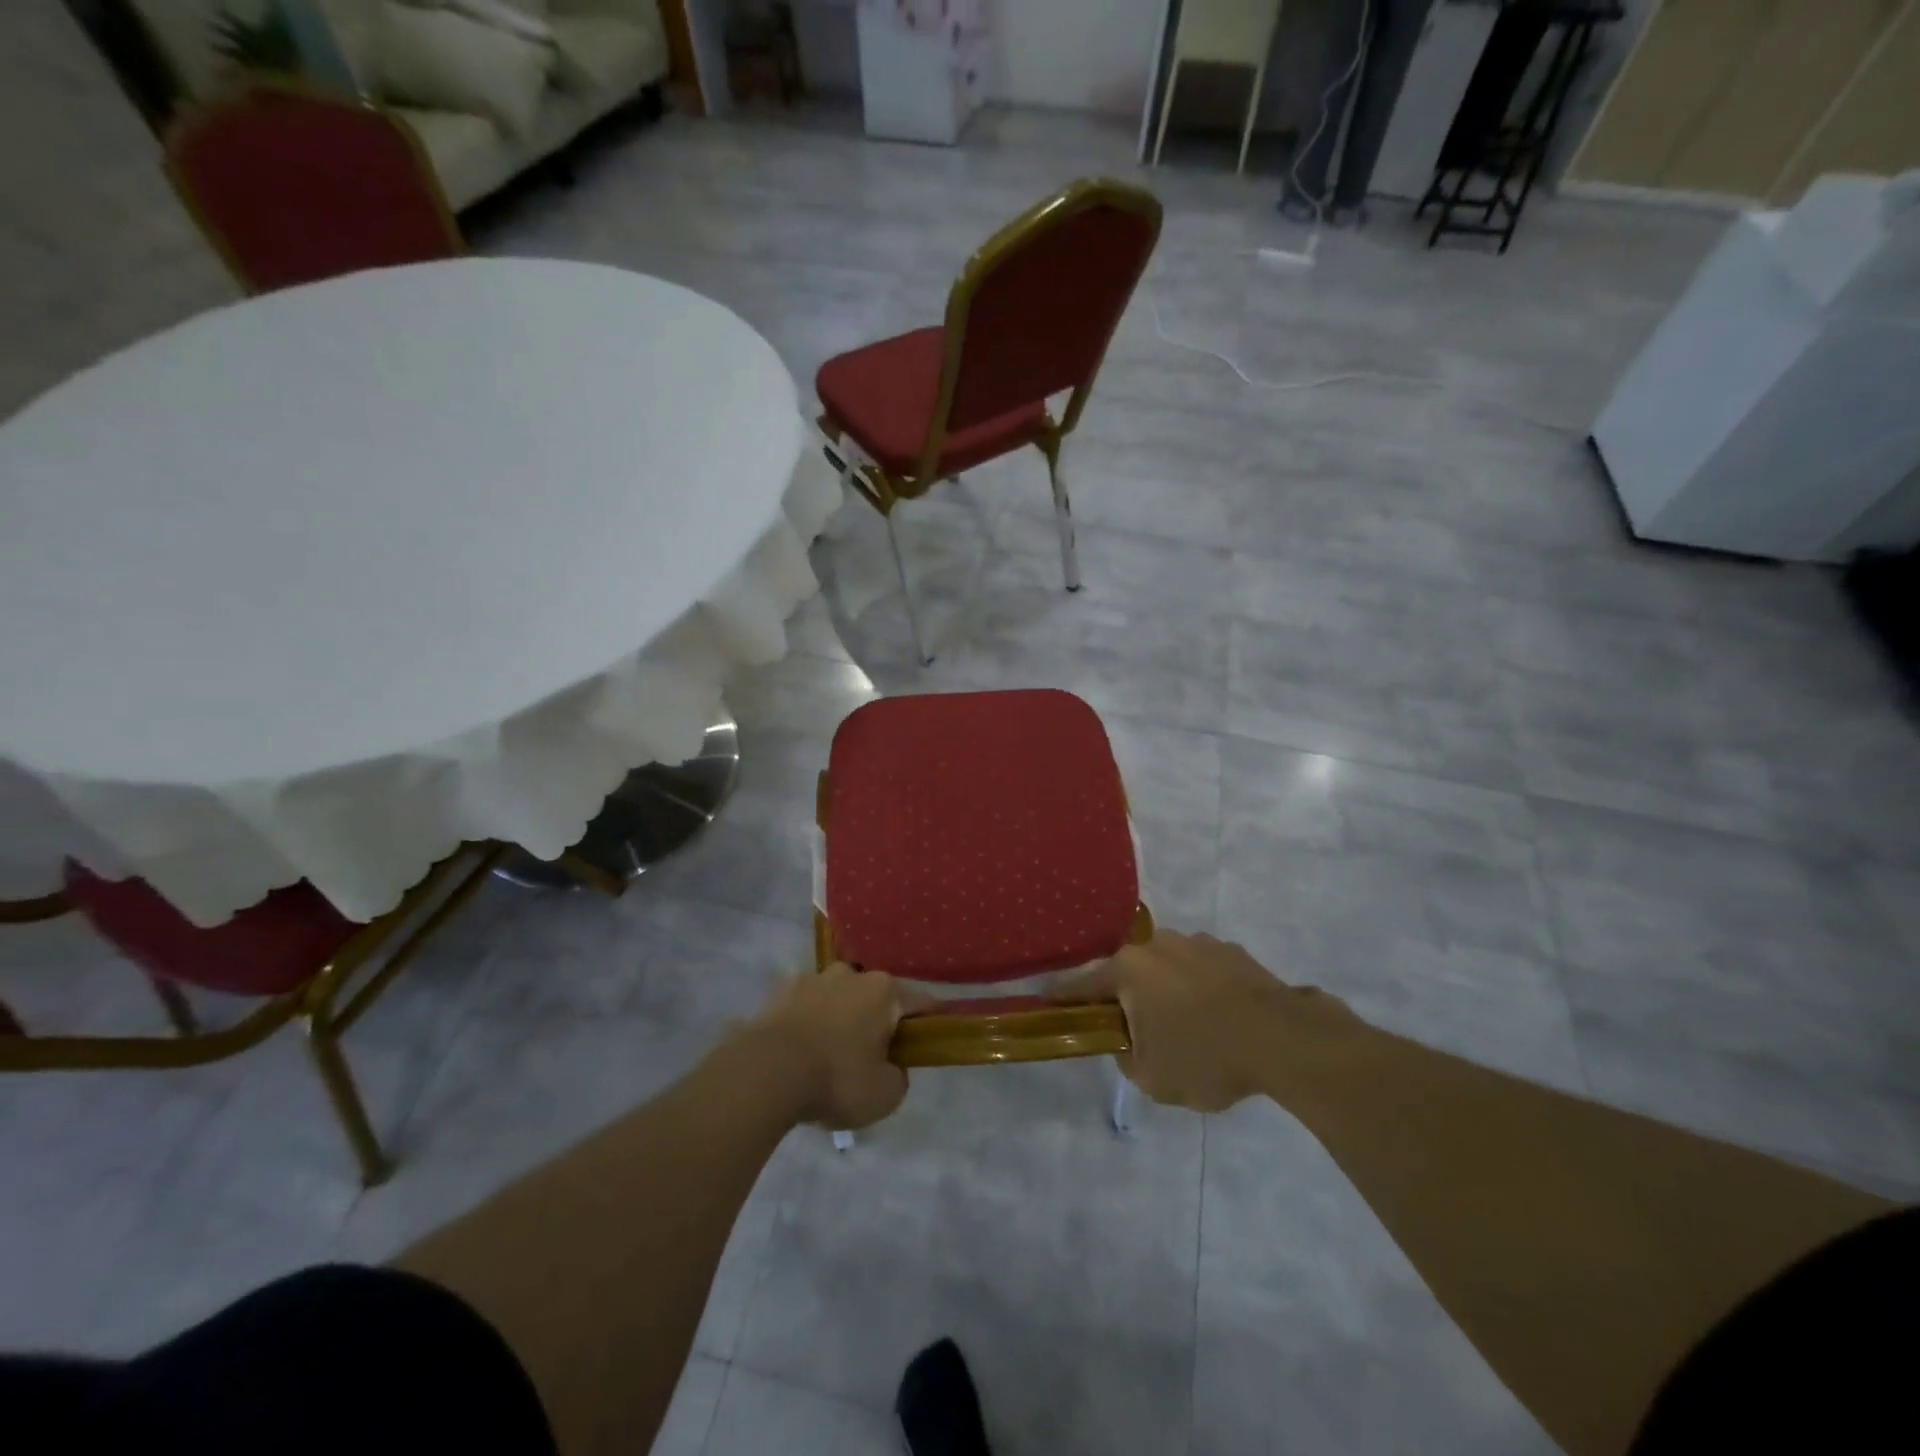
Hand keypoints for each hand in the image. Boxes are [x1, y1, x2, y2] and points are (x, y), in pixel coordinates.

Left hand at [747, 964, 920, 1130]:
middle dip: (876, 1020)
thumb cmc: (836, 1079)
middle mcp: (851, 974)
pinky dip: (808, 1024)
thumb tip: (892, 1068)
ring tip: (828, 1055)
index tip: (931, 1036)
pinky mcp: (780, 992)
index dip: (928, 1020)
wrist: (766, 1073)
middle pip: (874, 997)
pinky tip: (800, 1053)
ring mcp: (812, 979)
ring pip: (837, 998)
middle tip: (872, 1056)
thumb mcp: (884, 1095)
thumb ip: (898, 1078)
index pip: (919, 1002)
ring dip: (839, 1019)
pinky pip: (805, 1008)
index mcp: (883, 992)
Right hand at [1049, 931, 1361, 1111]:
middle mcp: (1156, 945)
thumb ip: (1126, 1057)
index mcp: (1128, 970)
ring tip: (1187, 1028)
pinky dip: (1199, 989)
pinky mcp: (1230, 950)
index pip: (1081, 985)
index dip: (1063, 998)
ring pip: (1165, 969)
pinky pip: (1200, 970)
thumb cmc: (1206, 1058)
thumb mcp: (1152, 1078)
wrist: (1284, 1039)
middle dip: (1126, 998)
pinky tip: (1218, 1018)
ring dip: (1165, 991)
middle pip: (1127, 973)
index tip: (1047, 1002)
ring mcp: (1196, 943)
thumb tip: (1128, 1040)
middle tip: (1136, 1032)